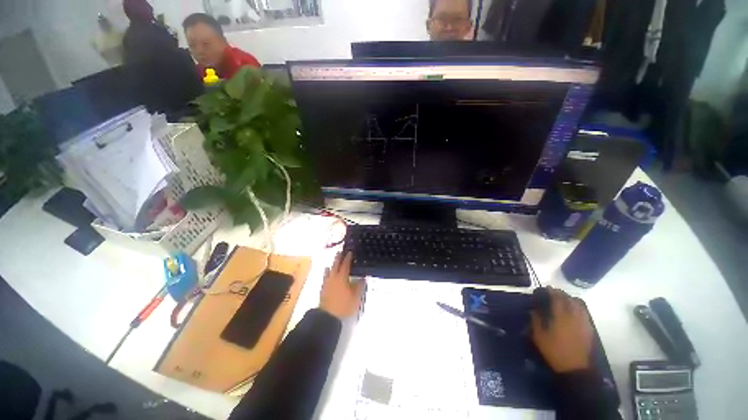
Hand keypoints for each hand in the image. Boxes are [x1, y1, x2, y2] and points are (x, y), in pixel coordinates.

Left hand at [319, 252, 364, 319]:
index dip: (348, 258)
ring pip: (329, 271)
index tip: (350, 252)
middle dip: (338, 258)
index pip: (345, 264)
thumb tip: (362, 277)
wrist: (327, 316)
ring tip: (333, 262)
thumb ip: (359, 285)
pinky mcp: (323, 289)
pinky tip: (327, 274)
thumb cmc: (344, 305)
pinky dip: (326, 273)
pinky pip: (325, 277)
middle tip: (340, 252)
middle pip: (335, 265)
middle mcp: (333, 277)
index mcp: (342, 277)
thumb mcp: (356, 296)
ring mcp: (327, 283)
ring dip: (332, 265)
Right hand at [531, 288, 592, 372]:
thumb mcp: (539, 336)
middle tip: (554, 293)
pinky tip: (573, 311)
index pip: (557, 298)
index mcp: (560, 317)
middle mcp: (573, 316)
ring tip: (564, 300)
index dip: (552, 291)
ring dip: (571, 299)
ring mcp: (583, 322)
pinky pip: (584, 313)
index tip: (547, 288)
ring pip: (579, 305)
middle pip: (569, 299)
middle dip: (561, 294)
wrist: (574, 367)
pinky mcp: (588, 329)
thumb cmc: (554, 350)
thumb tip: (534, 310)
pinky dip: (578, 307)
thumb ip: (536, 321)